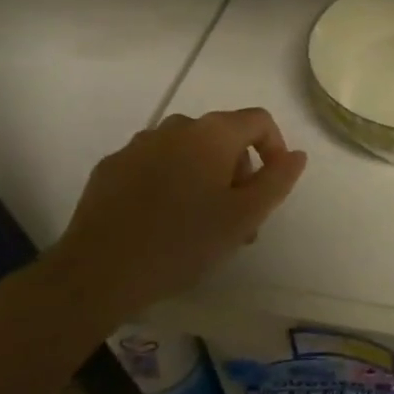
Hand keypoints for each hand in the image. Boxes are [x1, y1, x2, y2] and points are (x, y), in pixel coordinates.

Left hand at [37, 109, 306, 335]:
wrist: (96, 272)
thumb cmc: (182, 242)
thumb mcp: (243, 217)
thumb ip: (277, 180)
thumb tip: (296, 155)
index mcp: (212, 133)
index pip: (259, 121)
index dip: (275, 148)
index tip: (271, 188)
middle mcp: (177, 127)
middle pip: (223, 137)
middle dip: (239, 171)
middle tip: (239, 219)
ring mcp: (139, 144)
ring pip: (188, 152)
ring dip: (204, 178)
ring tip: (201, 225)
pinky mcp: (111, 167)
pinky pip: (154, 165)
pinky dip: (169, 183)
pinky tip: (161, 222)